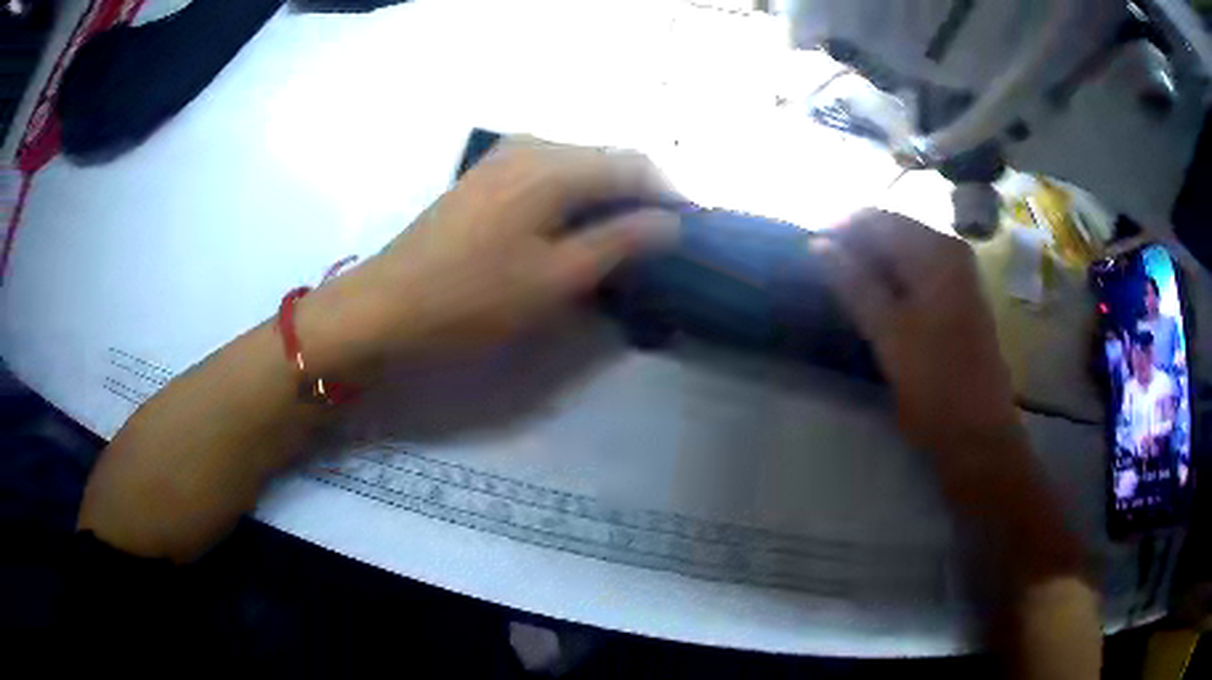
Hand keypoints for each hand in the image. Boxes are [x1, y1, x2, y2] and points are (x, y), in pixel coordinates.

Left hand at [300, 139, 681, 375]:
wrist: (387, 306)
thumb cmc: (473, 298)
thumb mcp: (557, 278)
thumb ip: (620, 242)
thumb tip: (671, 222)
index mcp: (553, 165)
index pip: (634, 165)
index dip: (668, 194)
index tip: (687, 231)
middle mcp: (531, 146)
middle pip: (606, 157)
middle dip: (639, 193)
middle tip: (658, 240)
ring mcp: (502, 157)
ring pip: (577, 163)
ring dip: (606, 193)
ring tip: (621, 236)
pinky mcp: (485, 176)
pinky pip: (548, 172)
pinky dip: (574, 195)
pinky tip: (573, 226)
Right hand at [818, 210, 1018, 454]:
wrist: (978, 434)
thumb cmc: (935, 385)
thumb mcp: (890, 334)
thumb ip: (854, 284)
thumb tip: (818, 244)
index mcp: (938, 251)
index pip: (877, 218)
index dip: (840, 231)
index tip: (809, 256)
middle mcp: (950, 252)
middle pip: (891, 233)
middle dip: (854, 250)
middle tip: (821, 278)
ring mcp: (957, 276)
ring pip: (901, 256)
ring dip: (870, 269)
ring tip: (840, 293)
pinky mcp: (956, 300)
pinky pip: (914, 275)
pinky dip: (889, 284)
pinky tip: (872, 306)